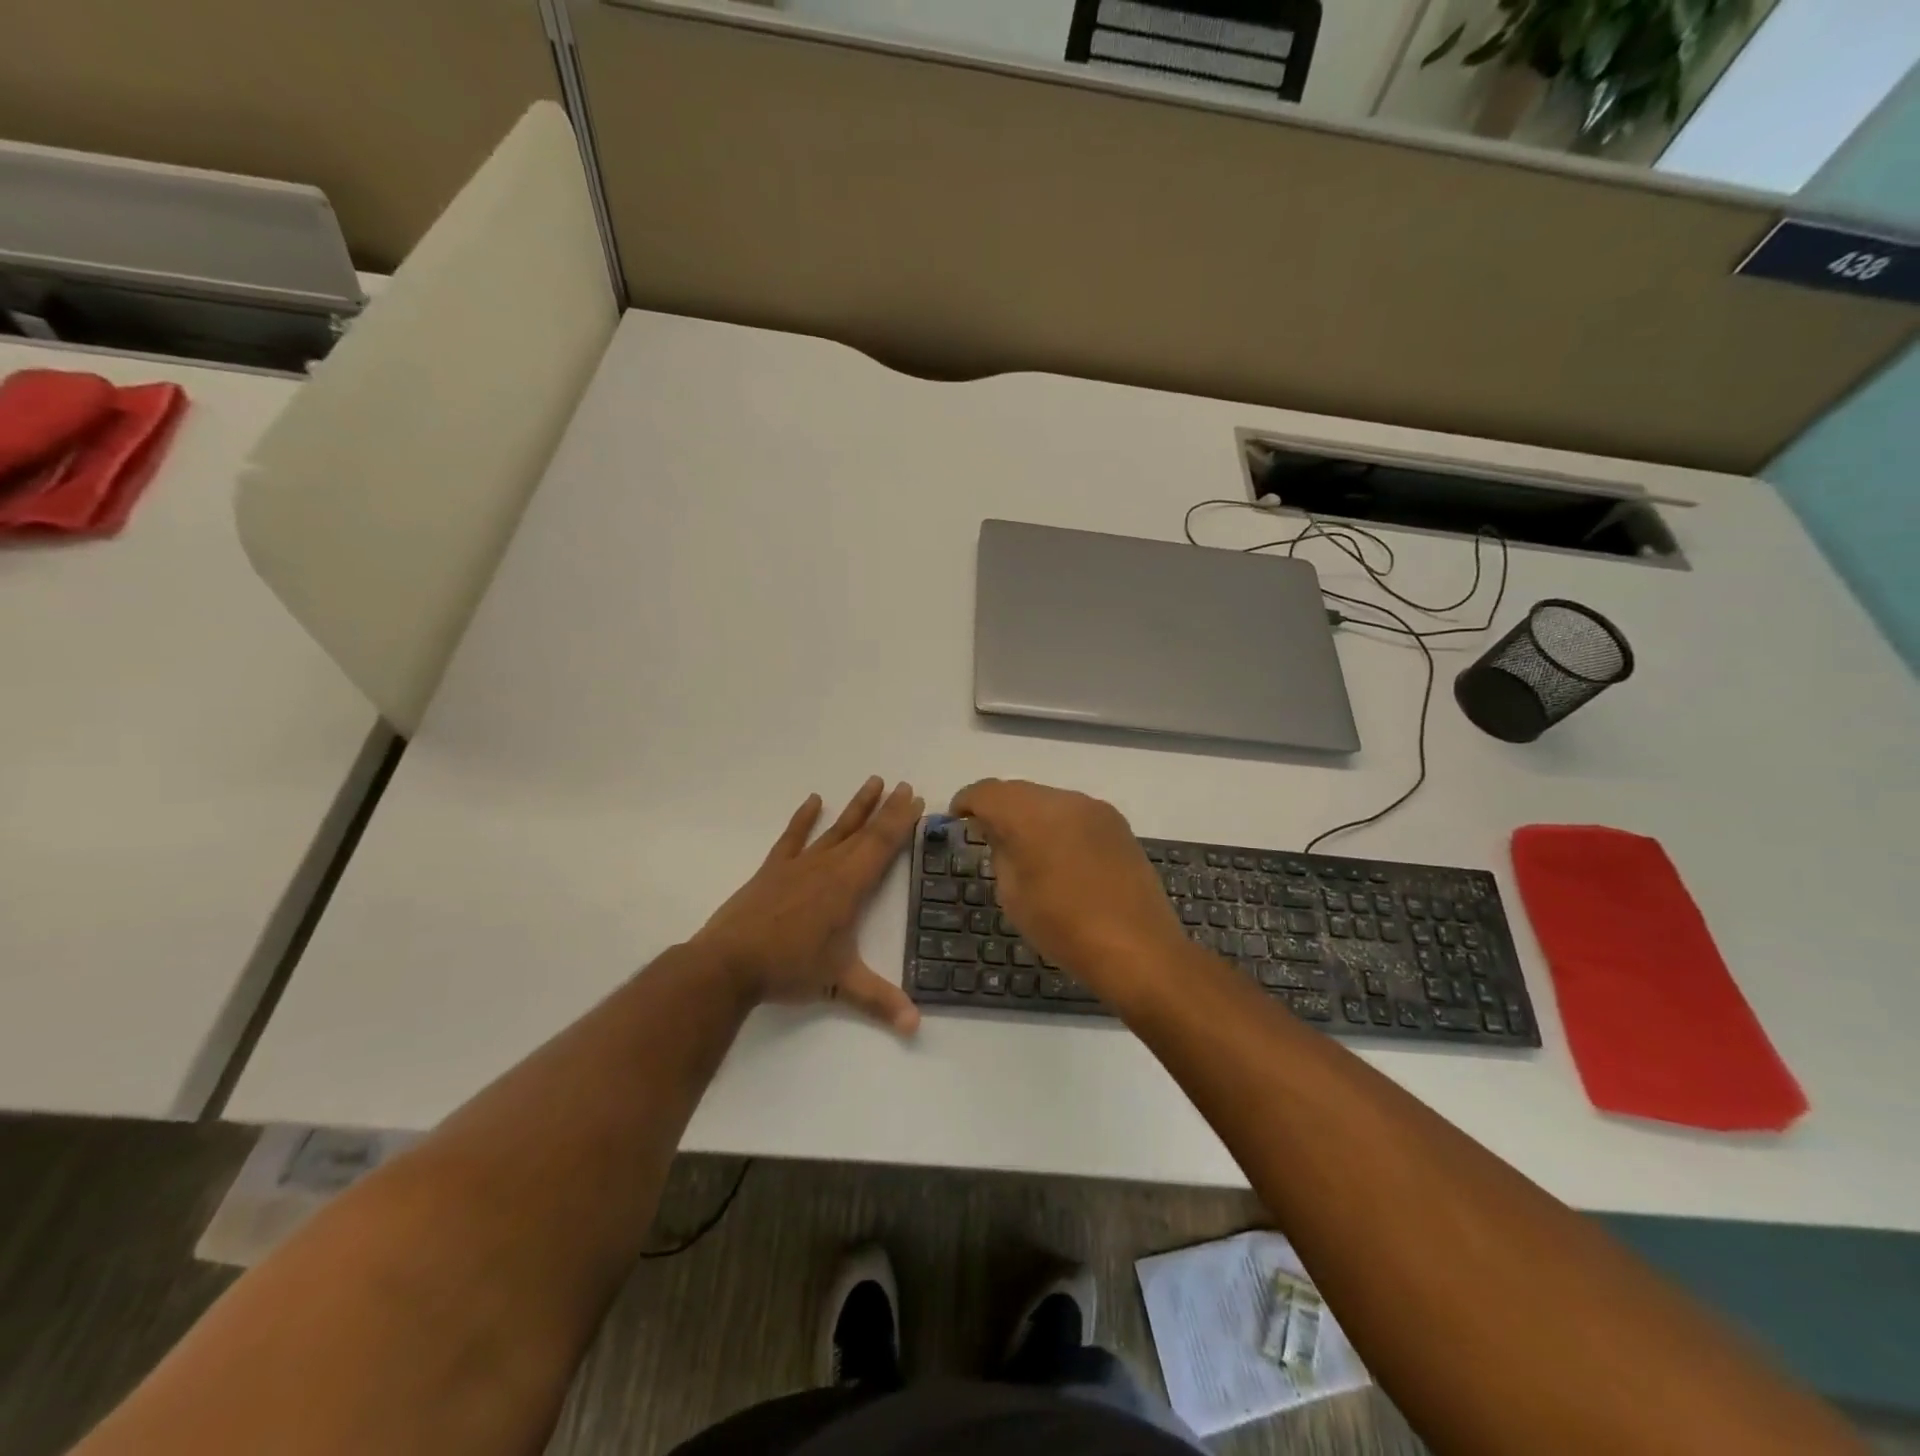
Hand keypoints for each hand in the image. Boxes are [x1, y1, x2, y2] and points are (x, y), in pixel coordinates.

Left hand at [694, 778, 923, 1034]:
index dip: (901, 822)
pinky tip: (813, 800)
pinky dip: (803, 818)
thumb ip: (880, 1000)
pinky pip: (792, 837)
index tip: (916, 798)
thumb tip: (916, 1026)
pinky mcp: (773, 870)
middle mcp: (827, 867)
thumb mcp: (840, 983)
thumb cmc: (789, 969)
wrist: (729, 964)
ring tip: (872, 781)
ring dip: (855, 806)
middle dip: (887, 809)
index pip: (882, 846)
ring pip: (834, 829)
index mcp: (848, 887)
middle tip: (904, 785)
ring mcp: (798, 865)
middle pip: (864, 831)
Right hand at [949, 779, 1184, 990]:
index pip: (988, 792)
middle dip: (999, 807)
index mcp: (1031, 815)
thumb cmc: (1064, 928)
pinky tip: (1058, 853)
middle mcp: (1064, 800)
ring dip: (1030, 815)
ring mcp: (1096, 810)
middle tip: (986, 833)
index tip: (957, 816)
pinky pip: (1075, 813)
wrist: (1137, 948)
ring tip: (1024, 846)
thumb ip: (1001, 853)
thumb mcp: (1014, 895)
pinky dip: (1058, 824)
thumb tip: (1000, 833)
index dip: (967, 800)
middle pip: (1020, 791)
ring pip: (1049, 800)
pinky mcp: (1118, 825)